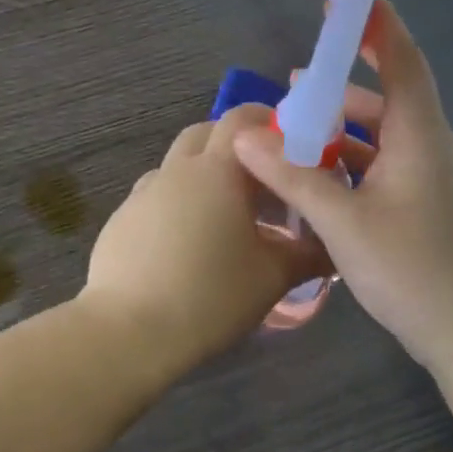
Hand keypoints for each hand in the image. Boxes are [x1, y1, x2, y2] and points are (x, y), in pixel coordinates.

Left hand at [81, 104, 326, 373]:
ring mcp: (142, 195)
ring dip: (203, 177)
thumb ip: (307, 254)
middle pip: (204, 134)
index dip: (266, 121)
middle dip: (234, 147)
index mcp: (216, 170)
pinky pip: (156, 198)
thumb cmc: (210, 296)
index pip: (240, 119)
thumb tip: (331, 246)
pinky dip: (178, 206)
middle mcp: (175, 171)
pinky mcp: (120, 222)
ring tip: (227, 218)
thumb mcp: (272, 277)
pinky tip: (188, 245)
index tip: (289, 143)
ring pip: (177, 168)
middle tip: (261, 180)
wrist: (128, 332)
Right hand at [232, 0, 452, 372]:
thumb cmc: (416, 272)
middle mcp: (426, 149)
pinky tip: (311, 180)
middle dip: (340, 83)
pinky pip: (376, 170)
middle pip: (385, 97)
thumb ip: (294, 177)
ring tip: (289, 129)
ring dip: (337, 130)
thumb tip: (246, 136)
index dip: (375, 22)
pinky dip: (344, 165)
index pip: (401, 60)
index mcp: (419, 137)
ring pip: (377, 138)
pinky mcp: (416, 210)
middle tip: (293, 80)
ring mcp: (424, 182)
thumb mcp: (345, 224)